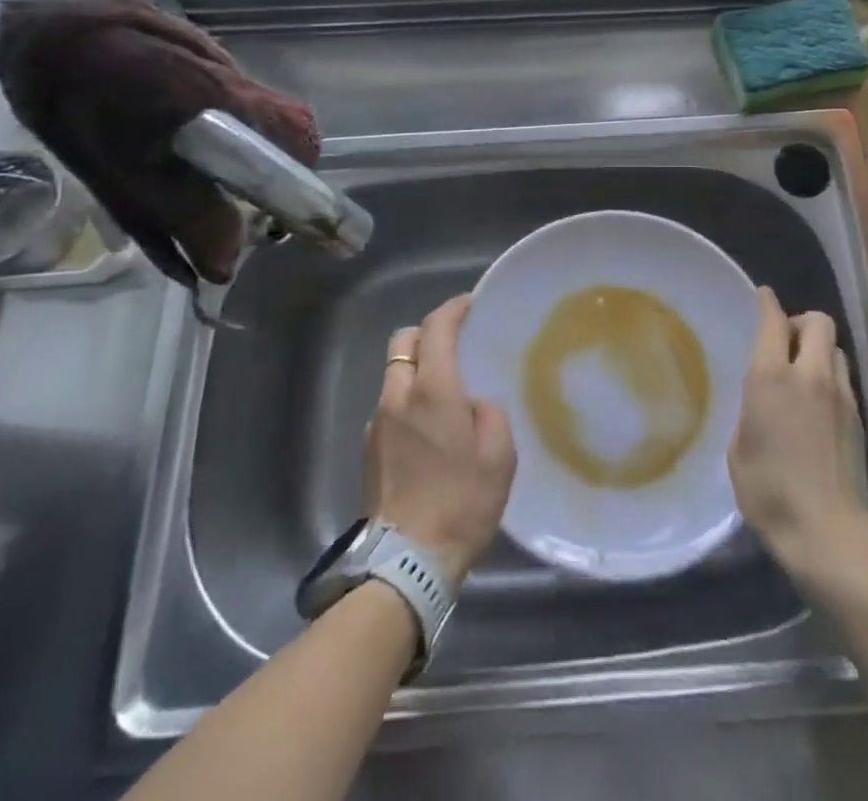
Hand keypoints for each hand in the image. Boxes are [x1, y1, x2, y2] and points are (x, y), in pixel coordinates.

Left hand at [365, 294, 516, 585]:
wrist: (407, 563)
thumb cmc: (462, 502)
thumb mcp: (499, 455)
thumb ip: (489, 414)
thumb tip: (473, 404)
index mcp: (433, 390)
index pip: (436, 328)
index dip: (453, 309)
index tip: (470, 304)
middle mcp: (398, 396)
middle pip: (404, 342)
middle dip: (427, 333)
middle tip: (454, 344)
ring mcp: (377, 422)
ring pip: (393, 375)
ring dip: (416, 371)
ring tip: (444, 394)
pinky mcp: (368, 449)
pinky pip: (389, 407)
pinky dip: (407, 402)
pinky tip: (427, 430)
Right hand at [728, 288, 867, 577]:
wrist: (827, 532)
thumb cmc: (769, 492)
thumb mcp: (740, 448)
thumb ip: (752, 409)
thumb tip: (763, 398)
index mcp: (772, 377)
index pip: (773, 321)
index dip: (767, 303)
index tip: (762, 295)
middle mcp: (809, 374)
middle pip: (817, 321)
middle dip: (800, 322)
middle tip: (784, 342)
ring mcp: (840, 394)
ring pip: (834, 347)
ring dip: (818, 348)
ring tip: (803, 372)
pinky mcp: (859, 416)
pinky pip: (843, 377)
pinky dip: (829, 375)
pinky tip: (818, 402)